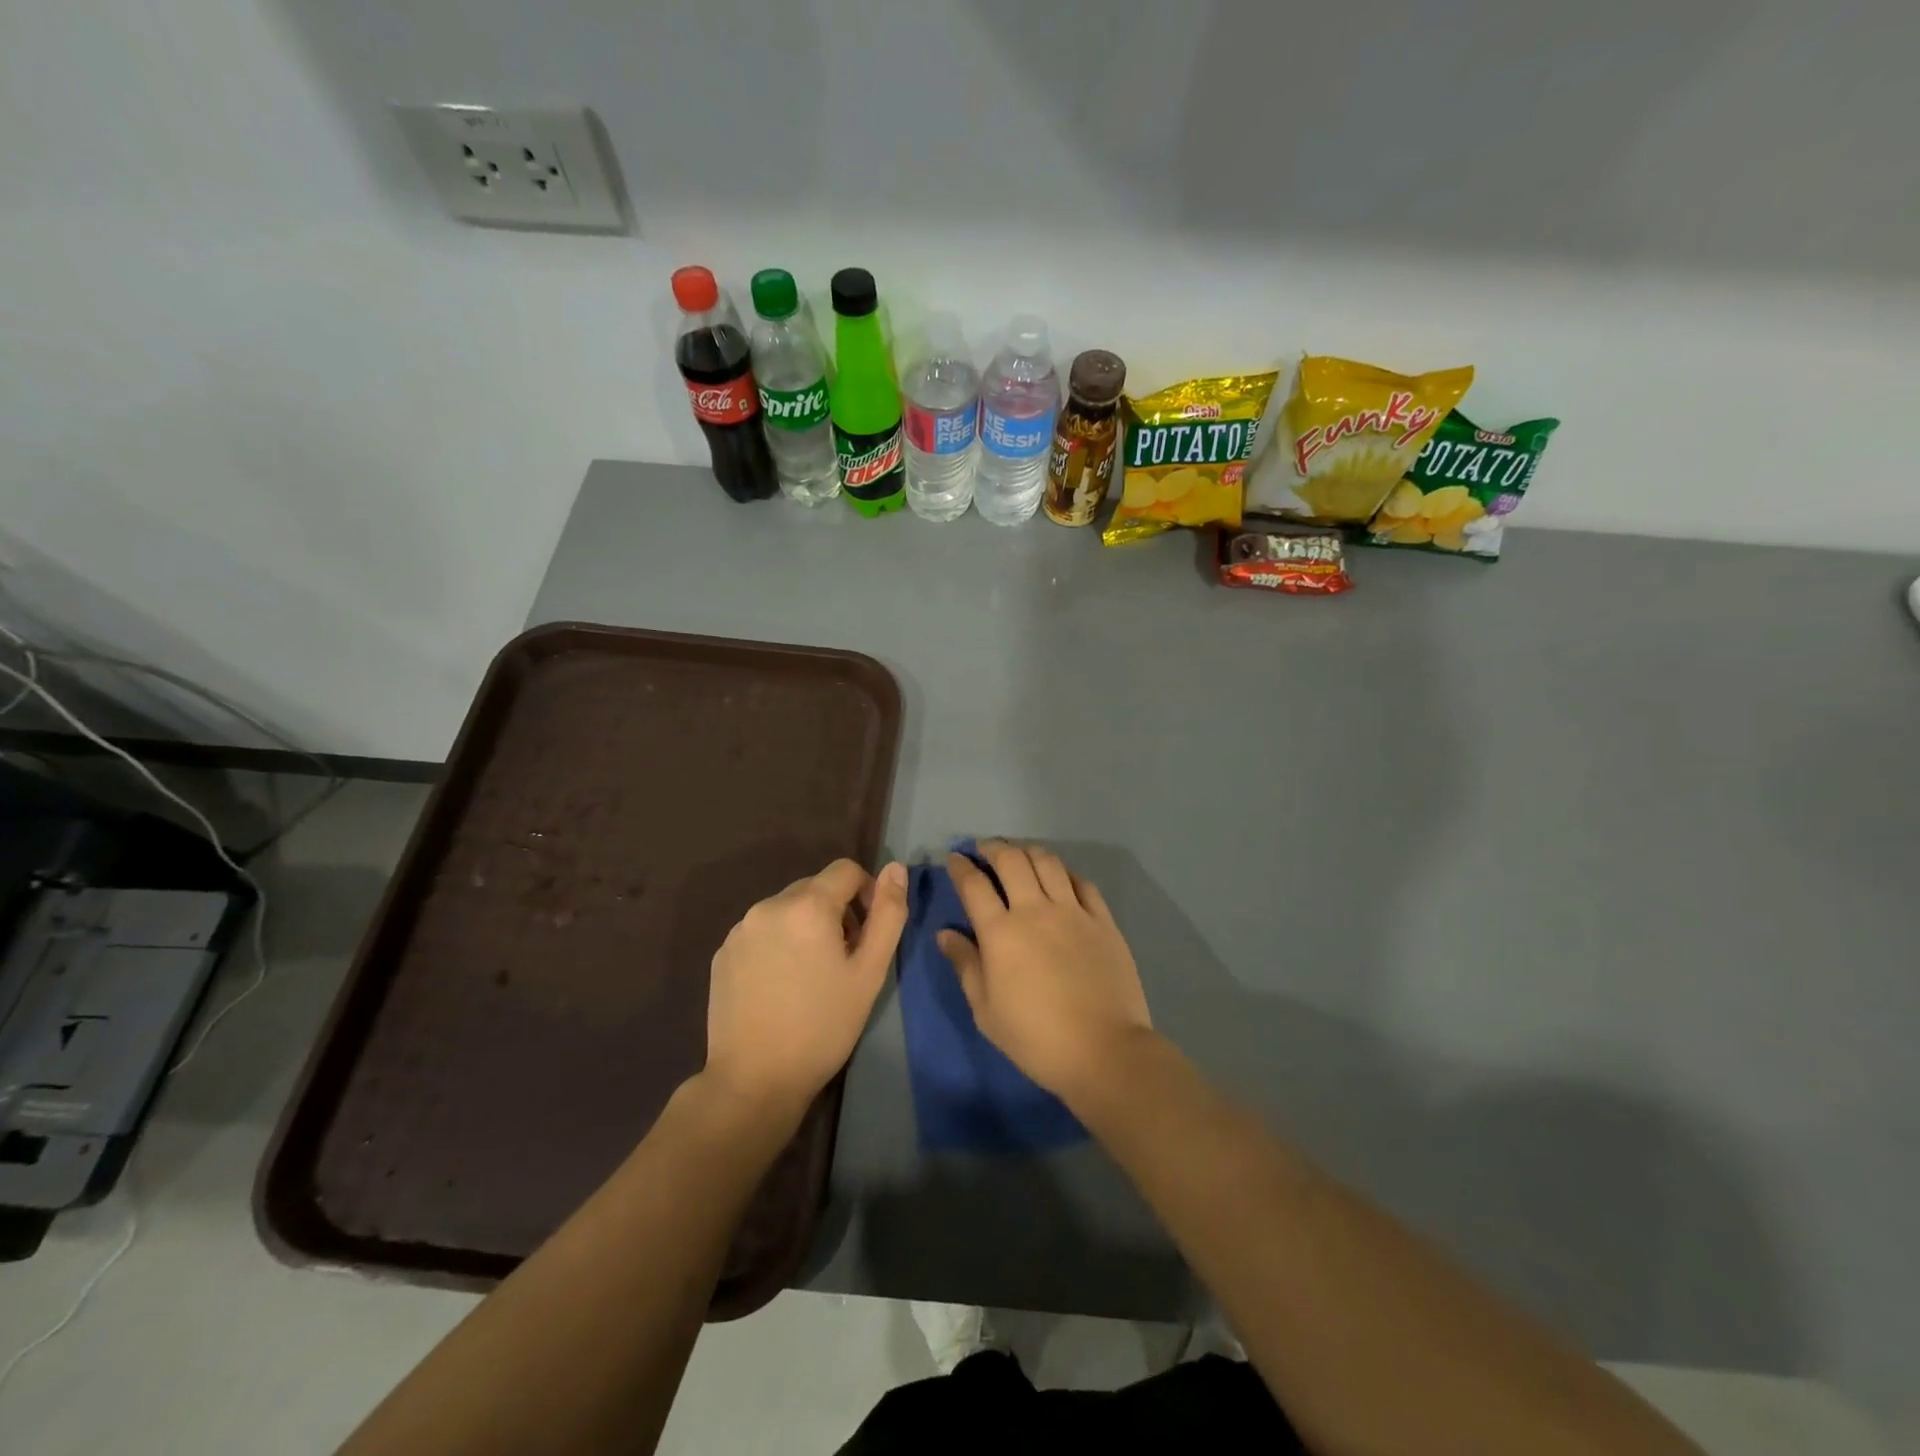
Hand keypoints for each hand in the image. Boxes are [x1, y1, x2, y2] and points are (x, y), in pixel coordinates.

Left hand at [704, 858, 907, 1119]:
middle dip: (836, 911)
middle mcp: (769, 905)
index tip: (868, 933)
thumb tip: (896, 868)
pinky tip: (781, 985)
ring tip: (812, 975)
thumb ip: (889, 914)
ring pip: (787, 909)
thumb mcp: (870, 972)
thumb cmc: (823, 1026)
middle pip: (815, 887)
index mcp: (808, 905)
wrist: (754, 1080)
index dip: (866, 893)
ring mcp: (740, 929)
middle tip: (844, 959)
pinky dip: (778, 943)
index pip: (846, 870)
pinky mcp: (723, 953)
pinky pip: (762, 931)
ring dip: (806, 926)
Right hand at [939, 841, 1153, 1102]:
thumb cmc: (1035, 1038)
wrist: (1103, 1051)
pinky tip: (1059, 877)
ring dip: (1028, 851)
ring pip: (1047, 862)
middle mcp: (1035, 910)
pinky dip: (1065, 872)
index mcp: (1001, 932)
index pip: (974, 885)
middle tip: (985, 849)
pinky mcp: (1103, 920)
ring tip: (1020, 855)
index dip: (961, 867)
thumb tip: (945, 934)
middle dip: (993, 847)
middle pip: (1011, 861)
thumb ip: (965, 965)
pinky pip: (1082, 882)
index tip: (956, 859)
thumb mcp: (986, 1011)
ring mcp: (1073, 911)